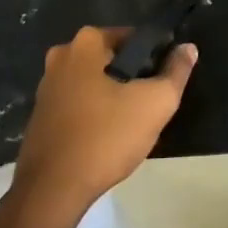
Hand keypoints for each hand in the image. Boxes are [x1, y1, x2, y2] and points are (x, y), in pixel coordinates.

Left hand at [13, 26, 196, 214]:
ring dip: (111, 98)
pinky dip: (92, 114)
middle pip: (111, 60)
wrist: (53, 188)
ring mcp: (46, 86)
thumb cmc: (106, 136)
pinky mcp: (40, 114)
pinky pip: (77, 104)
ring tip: (130, 126)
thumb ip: (176, 72)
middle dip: (131, 79)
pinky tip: (105, 138)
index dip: (153, 57)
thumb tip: (188, 48)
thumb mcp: (155, 103)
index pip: (132, 38)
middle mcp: (61, 56)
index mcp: (85, 43)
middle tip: (149, 107)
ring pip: (93, 83)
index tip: (163, 82)